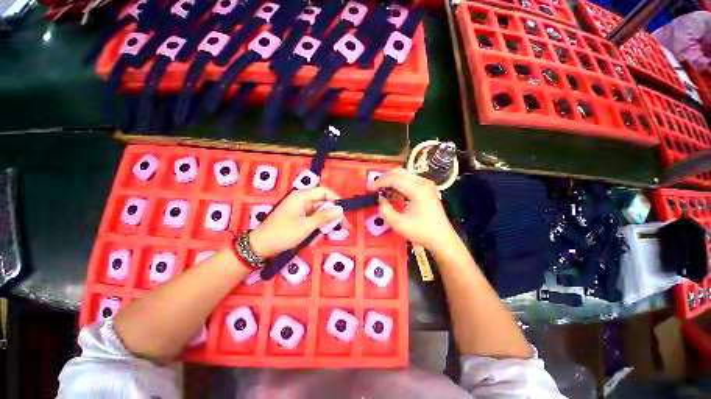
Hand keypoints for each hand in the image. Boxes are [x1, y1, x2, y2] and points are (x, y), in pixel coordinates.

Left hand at [248, 187, 342, 258]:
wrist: (261, 247)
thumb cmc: (283, 233)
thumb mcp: (307, 226)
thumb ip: (325, 217)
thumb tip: (340, 209)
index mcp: (302, 197)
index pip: (324, 192)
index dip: (336, 200)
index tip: (344, 212)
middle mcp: (302, 201)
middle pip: (323, 205)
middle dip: (329, 218)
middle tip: (340, 228)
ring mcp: (300, 210)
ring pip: (318, 216)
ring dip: (320, 228)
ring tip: (315, 239)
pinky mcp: (298, 219)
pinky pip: (312, 222)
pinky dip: (313, 231)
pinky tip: (310, 241)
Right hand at [369, 168, 457, 251]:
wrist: (442, 239)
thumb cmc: (422, 232)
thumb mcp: (399, 224)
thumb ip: (385, 210)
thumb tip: (380, 199)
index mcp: (418, 189)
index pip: (394, 179)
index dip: (379, 182)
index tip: (369, 189)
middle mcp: (423, 182)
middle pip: (399, 172)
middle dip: (384, 178)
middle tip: (374, 188)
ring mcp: (426, 184)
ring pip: (404, 175)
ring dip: (391, 181)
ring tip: (381, 192)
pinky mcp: (426, 188)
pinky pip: (409, 181)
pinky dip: (398, 185)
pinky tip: (393, 195)